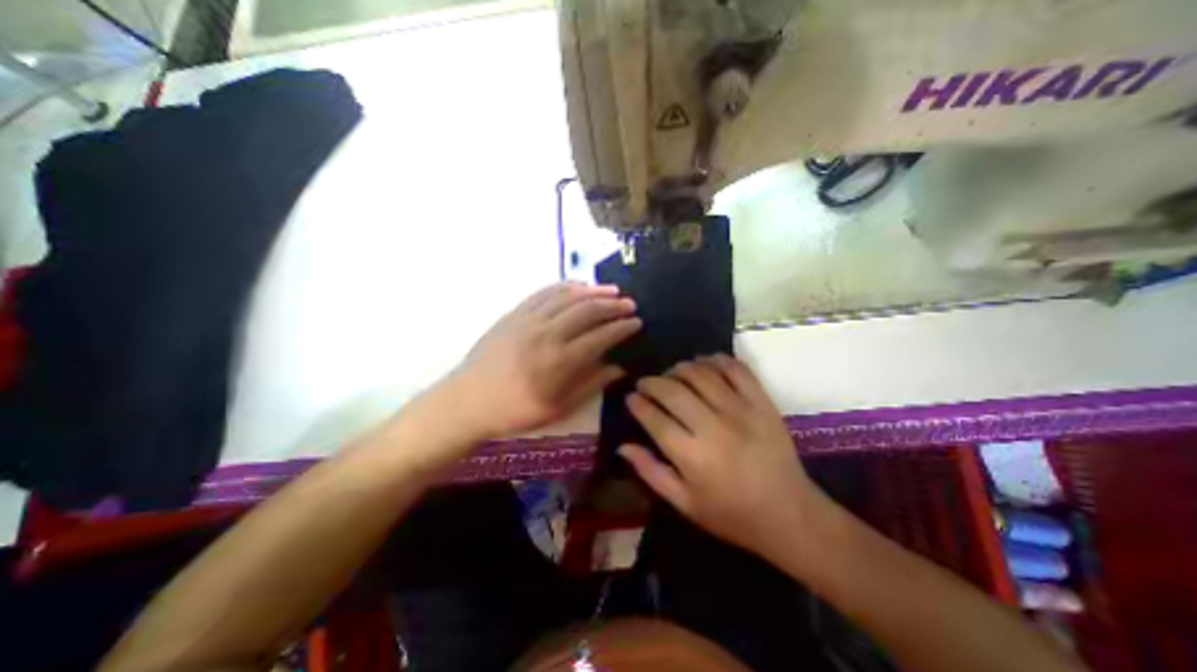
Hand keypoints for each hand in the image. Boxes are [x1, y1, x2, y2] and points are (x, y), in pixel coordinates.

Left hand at [444, 282, 646, 439]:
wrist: (468, 401)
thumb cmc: (515, 412)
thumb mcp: (558, 409)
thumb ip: (591, 385)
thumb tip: (619, 368)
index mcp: (559, 361)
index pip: (600, 337)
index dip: (621, 328)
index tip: (636, 323)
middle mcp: (547, 334)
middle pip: (587, 310)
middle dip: (613, 305)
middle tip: (630, 304)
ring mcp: (528, 320)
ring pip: (568, 296)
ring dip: (593, 291)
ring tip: (611, 291)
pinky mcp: (514, 313)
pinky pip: (544, 293)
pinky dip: (565, 287)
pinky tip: (578, 287)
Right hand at [616, 358, 824, 555]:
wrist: (789, 514)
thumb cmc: (731, 514)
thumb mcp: (684, 503)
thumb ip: (650, 472)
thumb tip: (622, 445)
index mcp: (691, 455)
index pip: (654, 418)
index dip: (637, 403)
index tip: (631, 397)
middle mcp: (712, 426)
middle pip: (673, 391)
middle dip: (652, 382)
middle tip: (645, 383)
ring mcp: (739, 410)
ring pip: (701, 374)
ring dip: (680, 368)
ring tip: (672, 373)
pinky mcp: (761, 402)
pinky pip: (736, 370)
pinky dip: (717, 360)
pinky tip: (705, 362)